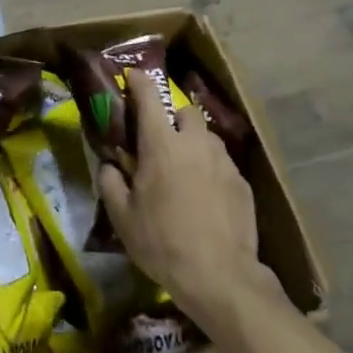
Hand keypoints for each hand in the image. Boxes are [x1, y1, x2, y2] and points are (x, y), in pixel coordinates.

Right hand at [99, 70, 275, 333]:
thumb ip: (110, 182)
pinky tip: (205, 196)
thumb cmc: (162, 242)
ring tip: (185, 169)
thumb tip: (110, 165)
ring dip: (194, 144)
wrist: (219, 276)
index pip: (149, 97)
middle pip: (186, 112)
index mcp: (162, 144)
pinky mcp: (242, 183)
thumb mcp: (122, 216)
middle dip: (174, 118)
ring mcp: (223, 162)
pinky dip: (211, 170)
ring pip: (207, 138)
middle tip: (162, 140)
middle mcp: (195, 143)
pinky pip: (222, 164)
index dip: (139, 82)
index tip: (132, 76)